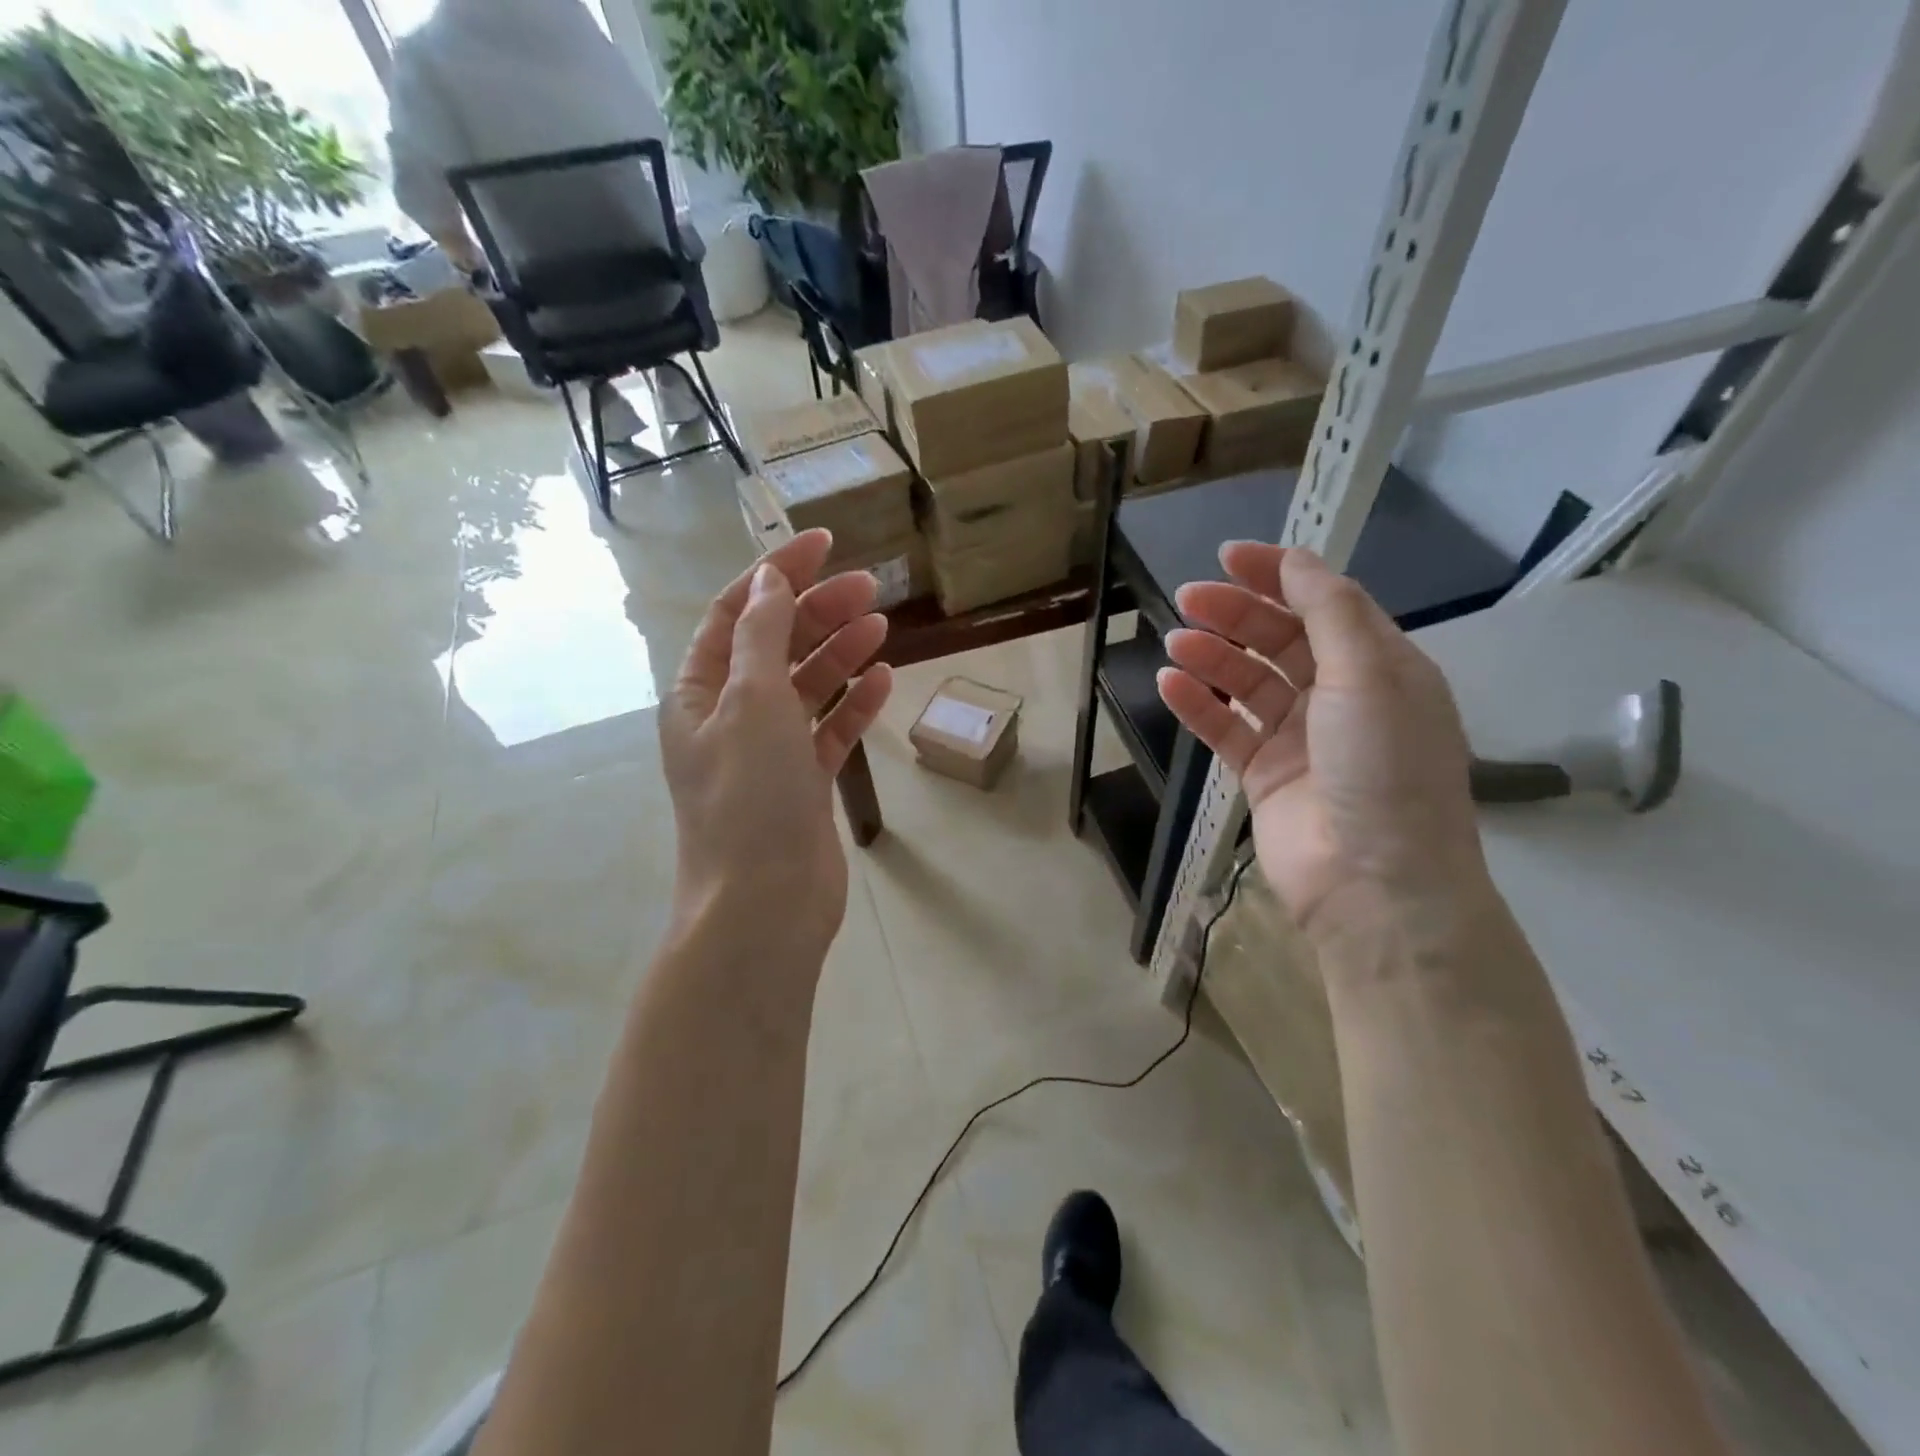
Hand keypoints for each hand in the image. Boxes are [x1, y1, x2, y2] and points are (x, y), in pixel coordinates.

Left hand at [661, 530, 893, 958]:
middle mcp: (730, 716)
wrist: (764, 903)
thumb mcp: (751, 701)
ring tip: (881, 624)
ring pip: (807, 686)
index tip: (825, 543)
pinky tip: (883, 679)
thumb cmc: (749, 795)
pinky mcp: (804, 782)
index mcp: (700, 692)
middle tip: (871, 586)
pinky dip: (854, 704)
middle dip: (818, 611)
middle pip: (776, 646)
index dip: (777, 574)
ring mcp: (769, 751)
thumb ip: (761, 636)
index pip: (737, 614)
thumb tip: (770, 581)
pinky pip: (830, 730)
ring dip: (840, 652)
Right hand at [1157, 544, 1486, 939]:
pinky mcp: (1264, 774)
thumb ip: (1330, 612)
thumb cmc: (1382, 767)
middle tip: (1188, 597)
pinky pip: (1225, 728)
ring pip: (1247, 682)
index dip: (1279, 575)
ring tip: (1175, 641)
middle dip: (1237, 614)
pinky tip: (1170, 683)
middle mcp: (1340, 697)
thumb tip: (1296, 560)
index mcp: (1380, 667)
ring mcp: (1299, 738)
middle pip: (1281, 639)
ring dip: (1212, 656)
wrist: (1373, 883)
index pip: (1325, 604)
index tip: (1229, 556)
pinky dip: (1198, 704)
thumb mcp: (1370, 675)